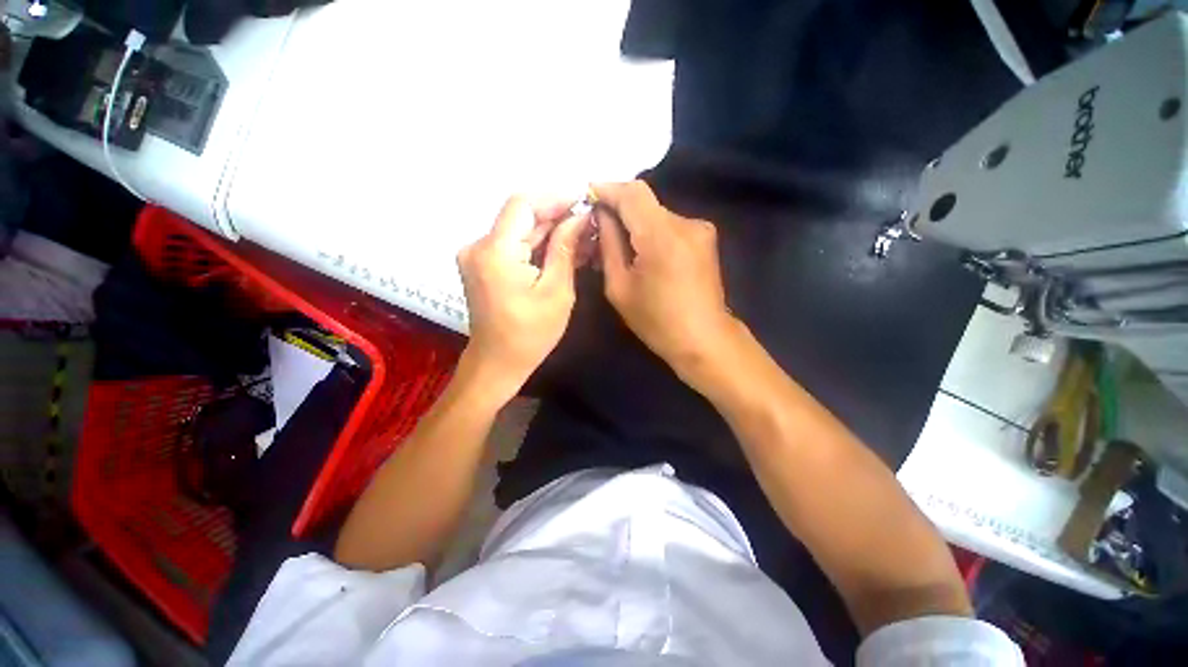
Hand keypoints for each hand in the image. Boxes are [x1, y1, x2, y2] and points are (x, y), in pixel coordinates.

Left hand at [457, 196, 587, 398]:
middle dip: (556, 217)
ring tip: (581, 238)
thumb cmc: (531, 334)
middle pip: (520, 217)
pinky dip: (536, 246)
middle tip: (588, 224)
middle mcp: (478, 246)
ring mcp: (477, 255)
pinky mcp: (481, 264)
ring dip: (548, 232)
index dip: (554, 198)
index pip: (523, 204)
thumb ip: (565, 248)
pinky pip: (512, 245)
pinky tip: (560, 251)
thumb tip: (581, 217)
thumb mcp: (557, 291)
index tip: (582, 203)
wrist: (498, 362)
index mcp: (495, 252)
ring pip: (518, 231)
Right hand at [595, 181, 737, 378]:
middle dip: (618, 210)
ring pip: (656, 214)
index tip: (588, 194)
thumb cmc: (656, 321)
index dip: (608, 189)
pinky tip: (642, 253)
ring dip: (635, 224)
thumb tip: (601, 215)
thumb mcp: (619, 287)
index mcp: (661, 236)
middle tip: (597, 228)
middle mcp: (685, 223)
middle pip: (644, 202)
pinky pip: (670, 225)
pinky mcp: (705, 238)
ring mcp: (699, 229)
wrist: (704, 340)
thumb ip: (609, 244)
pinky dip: (651, 232)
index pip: (632, 193)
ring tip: (618, 246)